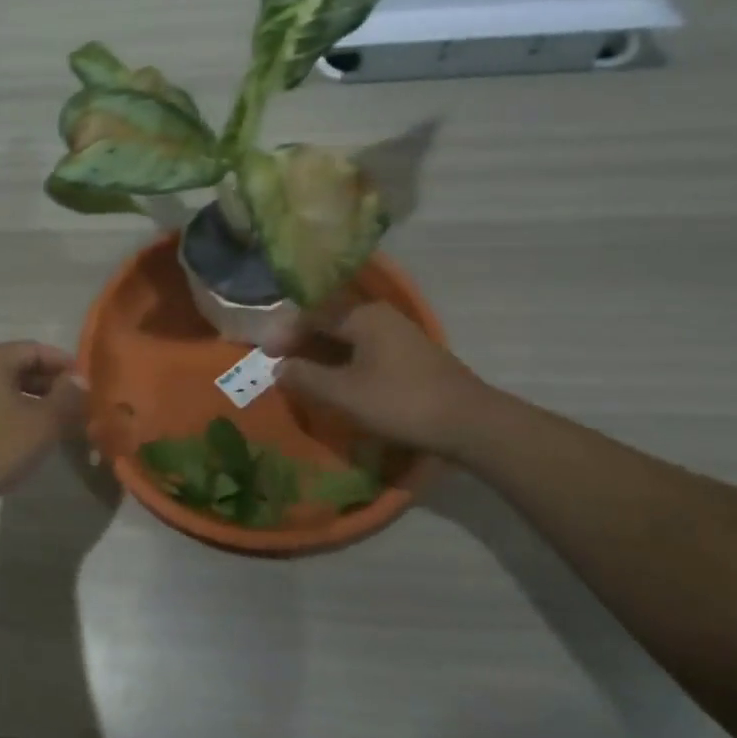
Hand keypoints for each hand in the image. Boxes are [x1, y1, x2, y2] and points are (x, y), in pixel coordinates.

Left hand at [0, 341, 86, 513]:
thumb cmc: (0, 443)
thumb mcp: (45, 420)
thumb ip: (67, 395)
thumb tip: (79, 380)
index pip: (36, 349)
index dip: (64, 365)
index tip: (85, 383)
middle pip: (17, 366)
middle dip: (49, 383)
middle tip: (74, 403)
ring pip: (3, 386)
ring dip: (31, 399)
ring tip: (55, 419)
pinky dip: (10, 410)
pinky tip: (27, 430)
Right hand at [275, 303, 486, 455]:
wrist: (471, 423)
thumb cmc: (401, 402)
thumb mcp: (344, 393)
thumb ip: (306, 377)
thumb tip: (279, 368)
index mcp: (363, 315)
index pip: (311, 313)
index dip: (284, 333)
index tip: (265, 355)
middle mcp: (380, 315)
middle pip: (330, 321)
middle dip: (302, 341)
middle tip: (280, 363)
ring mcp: (399, 334)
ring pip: (348, 336)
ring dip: (322, 352)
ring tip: (303, 374)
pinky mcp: (410, 355)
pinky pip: (364, 348)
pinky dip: (343, 360)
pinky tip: (336, 380)